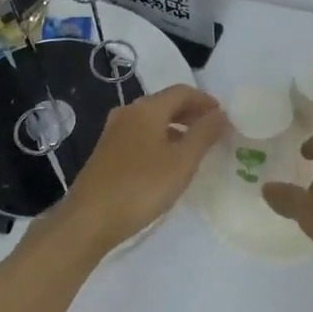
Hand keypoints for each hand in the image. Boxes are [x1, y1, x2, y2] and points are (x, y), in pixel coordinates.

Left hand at [53, 84, 228, 251]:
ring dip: (176, 127)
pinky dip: (160, 139)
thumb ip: (204, 134)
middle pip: (166, 103)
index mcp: (147, 109)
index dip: (206, 101)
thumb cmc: (141, 187)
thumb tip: (221, 114)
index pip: (182, 92)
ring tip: (195, 148)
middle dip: (191, 113)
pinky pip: (140, 135)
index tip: (224, 117)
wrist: (89, 220)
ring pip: (152, 120)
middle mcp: (128, 113)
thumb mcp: (182, 162)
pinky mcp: (106, 152)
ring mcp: (114, 132)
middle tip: (213, 131)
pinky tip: (168, 162)